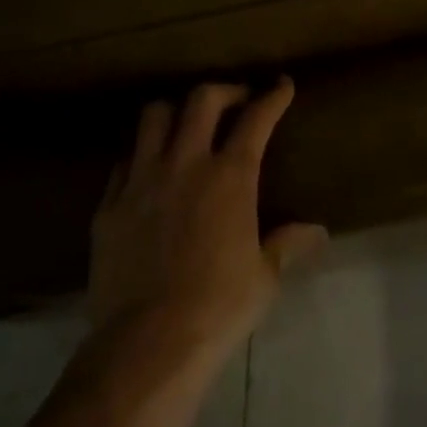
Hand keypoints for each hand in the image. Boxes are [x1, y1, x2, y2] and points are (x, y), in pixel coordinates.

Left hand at [88, 78, 326, 357]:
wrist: (148, 342)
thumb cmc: (219, 306)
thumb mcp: (264, 275)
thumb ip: (287, 243)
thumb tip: (317, 232)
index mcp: (230, 177)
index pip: (256, 119)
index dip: (273, 97)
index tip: (282, 85)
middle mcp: (185, 164)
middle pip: (201, 101)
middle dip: (225, 91)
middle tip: (237, 102)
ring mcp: (141, 181)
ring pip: (153, 117)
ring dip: (175, 113)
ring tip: (186, 128)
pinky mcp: (109, 205)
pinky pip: (124, 161)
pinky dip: (142, 156)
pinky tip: (150, 174)